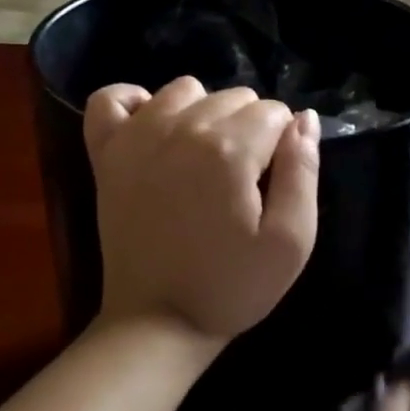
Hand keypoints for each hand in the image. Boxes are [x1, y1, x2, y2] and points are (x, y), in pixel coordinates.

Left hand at [85, 76, 320, 343]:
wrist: (158, 321)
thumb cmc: (233, 287)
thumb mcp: (291, 242)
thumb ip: (303, 172)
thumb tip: (304, 118)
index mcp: (230, 150)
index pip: (274, 112)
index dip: (283, 145)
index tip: (272, 184)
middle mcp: (181, 129)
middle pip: (233, 96)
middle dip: (249, 129)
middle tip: (242, 182)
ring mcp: (136, 138)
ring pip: (185, 89)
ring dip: (203, 113)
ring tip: (205, 159)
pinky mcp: (106, 154)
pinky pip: (112, 98)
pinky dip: (135, 103)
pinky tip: (153, 129)